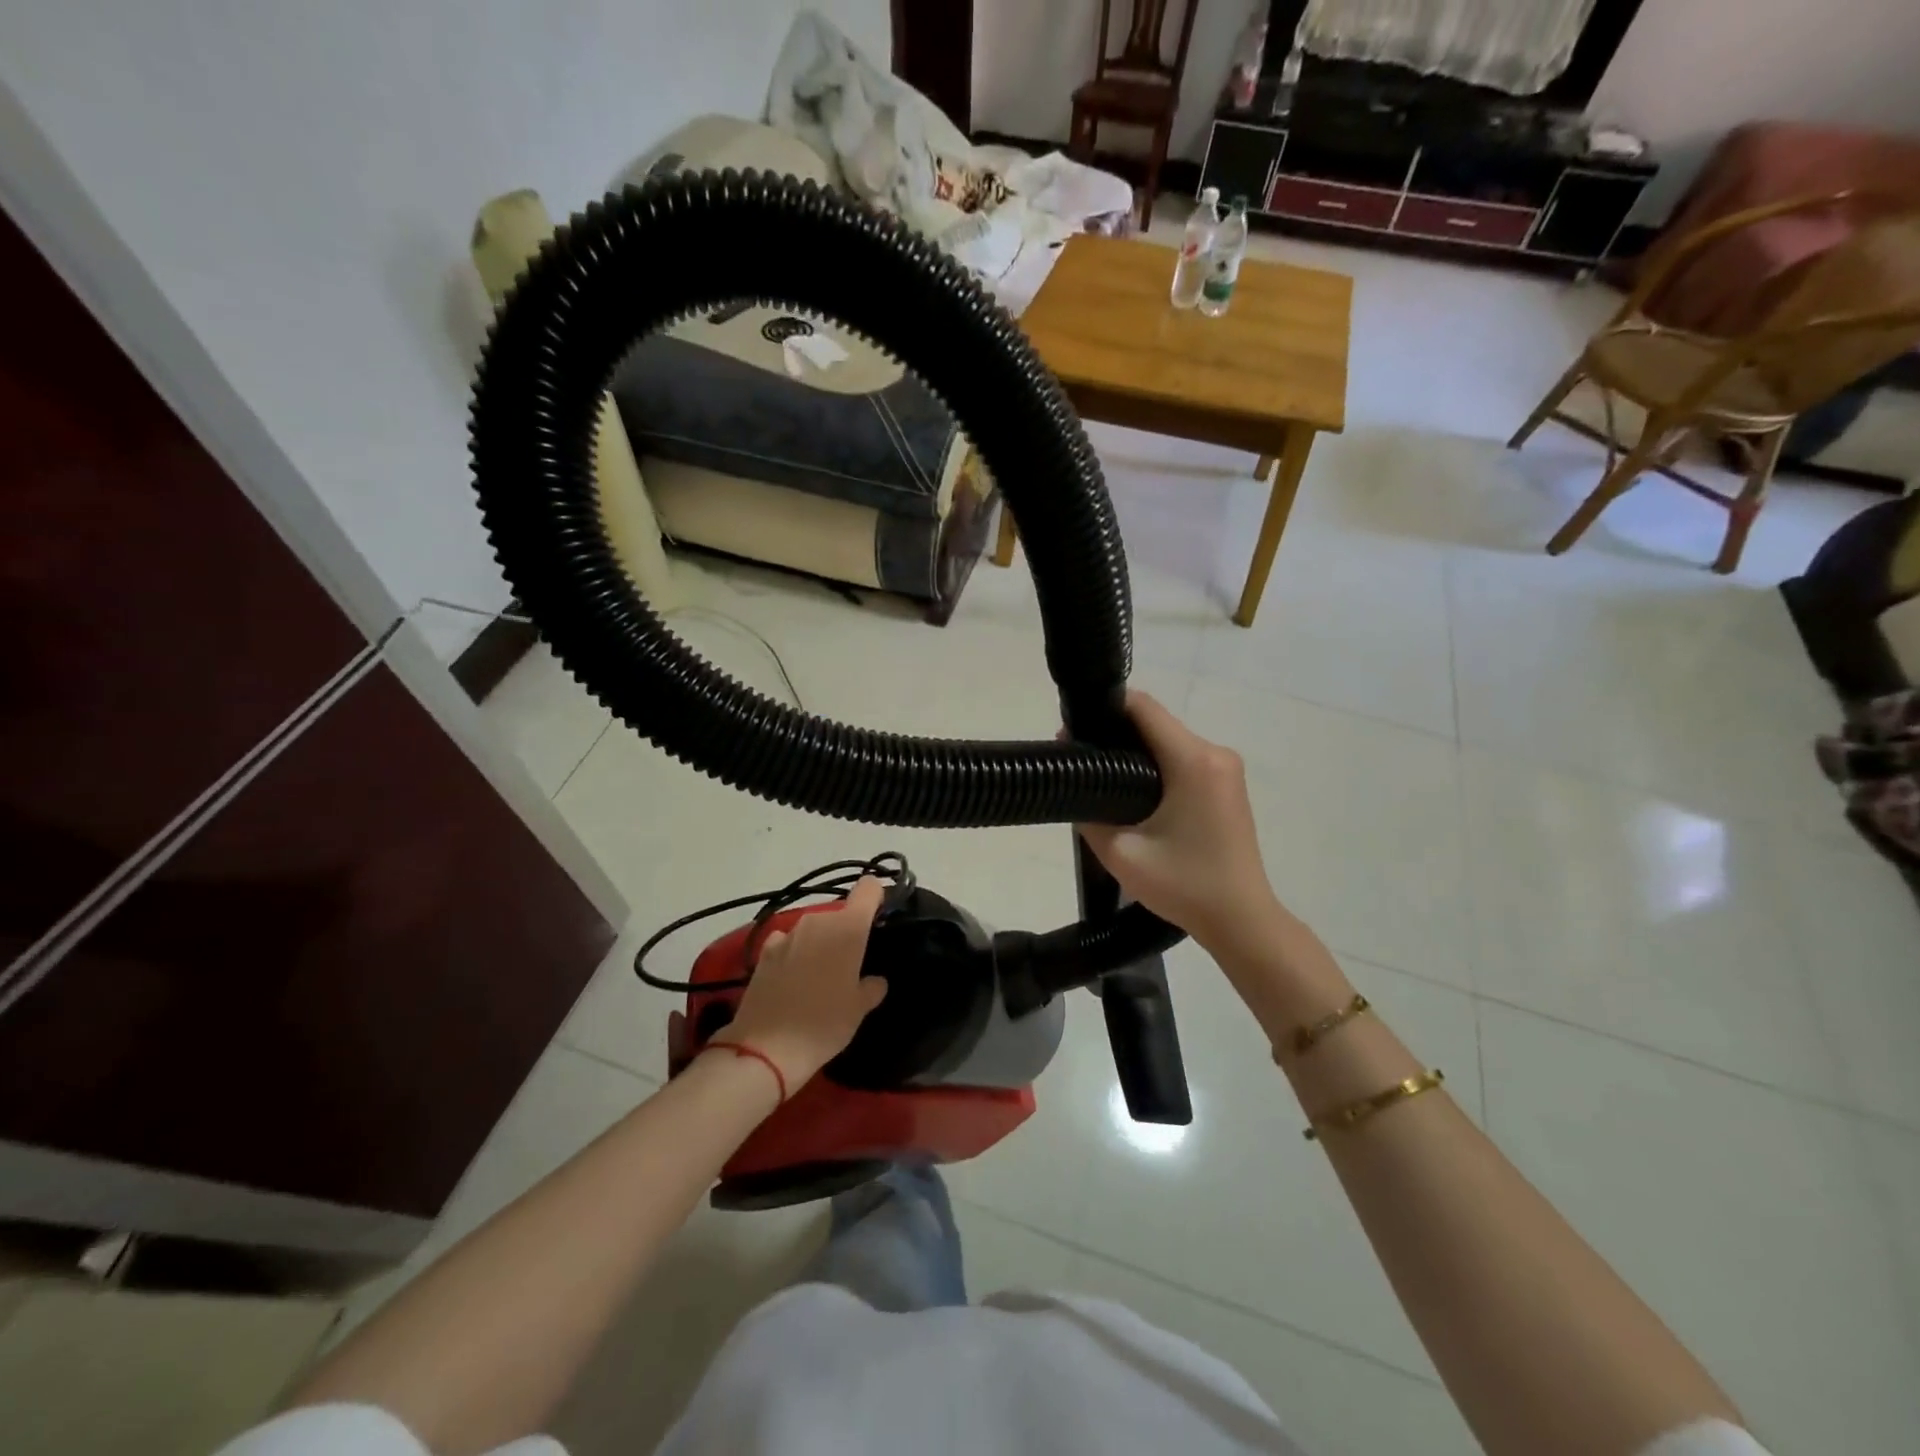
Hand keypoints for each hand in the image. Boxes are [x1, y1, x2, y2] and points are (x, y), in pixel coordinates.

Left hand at [713, 876, 889, 1091]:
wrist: (765, 1049)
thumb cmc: (824, 1024)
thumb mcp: (859, 1009)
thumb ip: (871, 986)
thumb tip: (873, 980)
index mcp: (848, 928)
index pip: (869, 889)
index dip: (877, 897)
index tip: (880, 918)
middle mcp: (818, 921)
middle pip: (841, 913)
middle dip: (848, 932)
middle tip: (852, 963)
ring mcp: (788, 934)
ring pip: (814, 928)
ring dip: (821, 944)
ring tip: (821, 976)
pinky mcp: (764, 951)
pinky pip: (789, 942)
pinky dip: (795, 953)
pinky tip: (794, 979)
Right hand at [1076, 690, 1282, 953]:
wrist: (1241, 920)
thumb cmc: (1183, 885)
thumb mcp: (1121, 853)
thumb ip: (1089, 813)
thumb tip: (1076, 784)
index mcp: (1193, 761)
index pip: (1143, 708)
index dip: (1104, 710)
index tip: (1074, 731)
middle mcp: (1215, 753)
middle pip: (1156, 723)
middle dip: (1116, 734)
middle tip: (1081, 762)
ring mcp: (1226, 768)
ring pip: (1169, 741)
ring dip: (1136, 752)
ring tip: (1104, 780)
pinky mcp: (1228, 785)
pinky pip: (1184, 759)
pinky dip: (1157, 766)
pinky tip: (1136, 794)